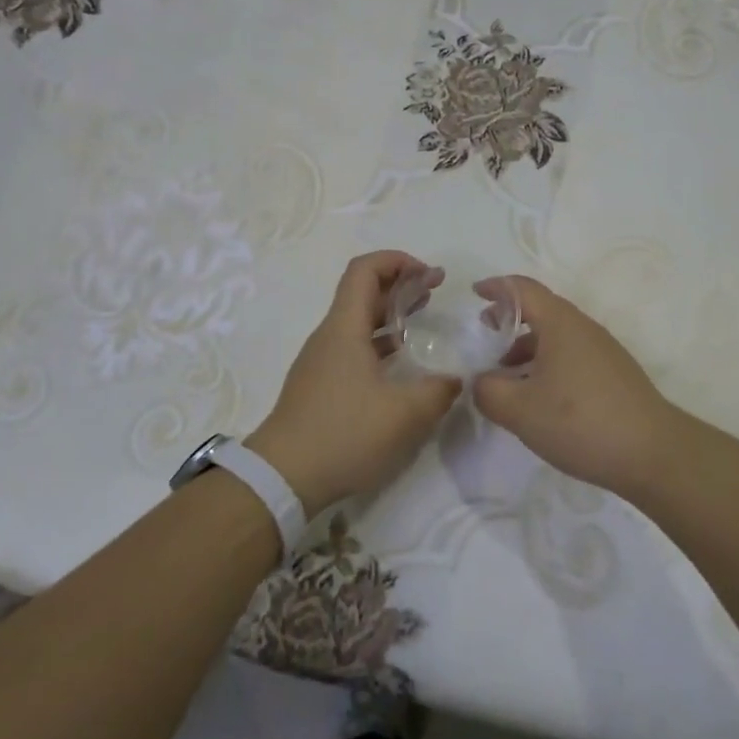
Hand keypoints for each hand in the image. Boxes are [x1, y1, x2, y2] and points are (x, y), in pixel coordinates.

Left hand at [250, 251, 462, 515]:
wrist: (282, 478)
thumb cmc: (344, 434)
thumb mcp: (404, 414)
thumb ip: (438, 391)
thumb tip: (456, 378)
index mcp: (344, 329)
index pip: (364, 270)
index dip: (397, 261)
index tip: (428, 274)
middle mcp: (330, 336)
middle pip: (362, 292)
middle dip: (400, 285)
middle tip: (435, 292)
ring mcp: (321, 361)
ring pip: (358, 321)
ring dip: (390, 314)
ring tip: (423, 322)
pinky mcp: (320, 385)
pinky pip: (353, 348)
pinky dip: (379, 342)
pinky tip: (401, 365)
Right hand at [472, 275, 681, 499]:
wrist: (653, 453)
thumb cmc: (580, 421)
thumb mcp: (519, 410)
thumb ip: (488, 391)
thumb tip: (481, 381)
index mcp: (560, 323)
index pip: (523, 289)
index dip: (496, 287)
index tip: (474, 293)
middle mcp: (583, 328)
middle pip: (541, 310)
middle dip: (510, 319)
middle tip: (486, 336)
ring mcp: (603, 351)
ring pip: (557, 337)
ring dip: (527, 347)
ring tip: (506, 376)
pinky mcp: (614, 375)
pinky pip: (571, 356)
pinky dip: (547, 364)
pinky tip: (539, 397)